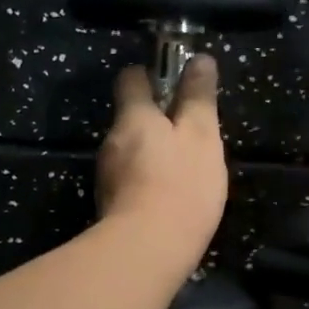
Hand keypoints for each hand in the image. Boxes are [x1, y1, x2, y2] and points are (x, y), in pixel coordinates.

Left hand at [96, 55, 228, 274]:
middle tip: (189, 136)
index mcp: (133, 116)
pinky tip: (167, 199)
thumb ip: (199, 97)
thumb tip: (199, 58)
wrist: (147, 250)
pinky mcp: (109, 205)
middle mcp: (112, 140)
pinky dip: (145, 182)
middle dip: (155, 122)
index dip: (150, 75)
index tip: (173, 84)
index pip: (131, 78)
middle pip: (131, 118)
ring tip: (182, 172)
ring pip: (130, 152)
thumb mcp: (202, 136)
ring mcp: (106, 175)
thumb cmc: (181, 185)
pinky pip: (129, 181)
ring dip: (151, 154)